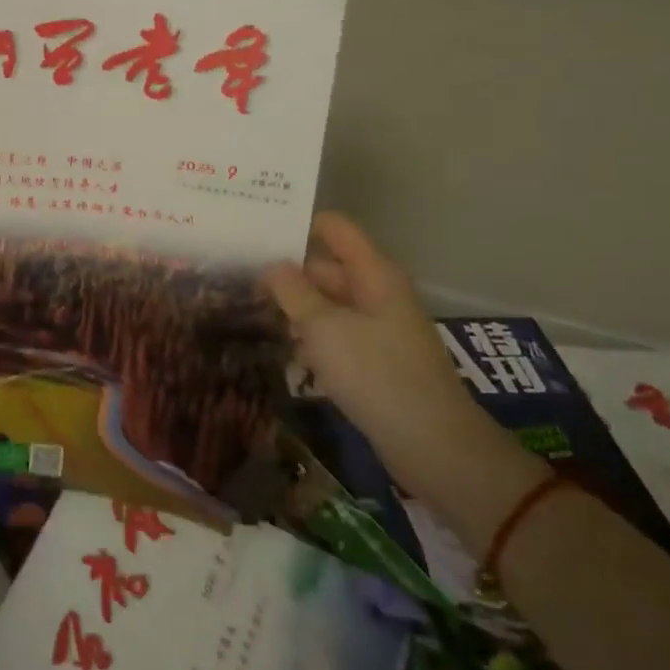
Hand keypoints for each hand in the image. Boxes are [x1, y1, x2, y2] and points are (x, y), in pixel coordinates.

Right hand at [263, 213, 546, 547]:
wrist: (432, 444)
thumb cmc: (376, 373)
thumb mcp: (324, 327)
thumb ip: (292, 291)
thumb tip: (272, 265)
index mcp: (373, 273)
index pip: (334, 228)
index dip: (297, 225)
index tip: (255, 232)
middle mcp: (377, 292)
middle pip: (325, 268)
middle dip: (285, 273)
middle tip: (237, 277)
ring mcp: (377, 327)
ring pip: (327, 304)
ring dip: (294, 308)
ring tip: (248, 311)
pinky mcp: (374, 359)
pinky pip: (335, 334)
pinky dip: (310, 337)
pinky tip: (281, 349)